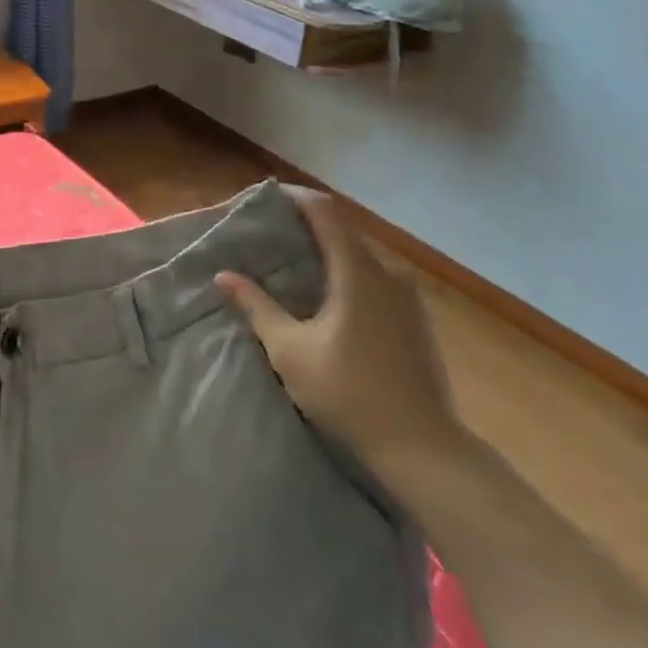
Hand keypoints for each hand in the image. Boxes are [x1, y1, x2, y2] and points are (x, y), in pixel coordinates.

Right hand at [216, 190, 467, 486]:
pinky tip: (330, 300)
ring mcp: (410, 300)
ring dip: (329, 254)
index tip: (267, 198)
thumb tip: (224, 274)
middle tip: (271, 235)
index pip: (326, 214)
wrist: (422, 450)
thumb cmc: (348, 393)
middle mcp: (389, 275)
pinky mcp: (417, 323)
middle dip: (308, 227)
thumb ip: (257, 306)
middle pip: (345, 234)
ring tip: (295, 265)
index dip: (296, 199)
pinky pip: (377, 282)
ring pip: (362, 260)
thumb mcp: (289, 350)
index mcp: (359, 273)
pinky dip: (349, 277)